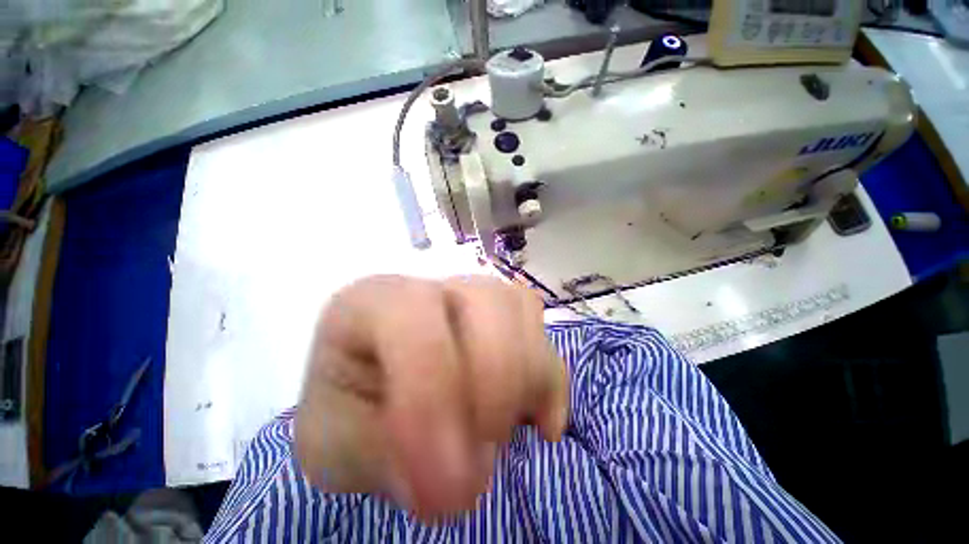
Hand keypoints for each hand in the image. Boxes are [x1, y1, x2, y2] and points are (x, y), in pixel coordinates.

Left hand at [295, 275, 568, 519]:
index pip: (414, 322)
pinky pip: (542, 333)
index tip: (442, 484)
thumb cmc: (345, 413)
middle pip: (487, 301)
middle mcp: (430, 286)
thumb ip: (385, 457)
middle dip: (496, 380)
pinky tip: (538, 421)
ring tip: (501, 434)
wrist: (368, 396)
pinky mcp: (503, 319)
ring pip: (522, 309)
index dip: (432, 395)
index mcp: (372, 303)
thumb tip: (461, 478)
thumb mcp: (337, 444)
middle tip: (484, 449)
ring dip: (526, 379)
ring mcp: (472, 296)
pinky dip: (549, 380)